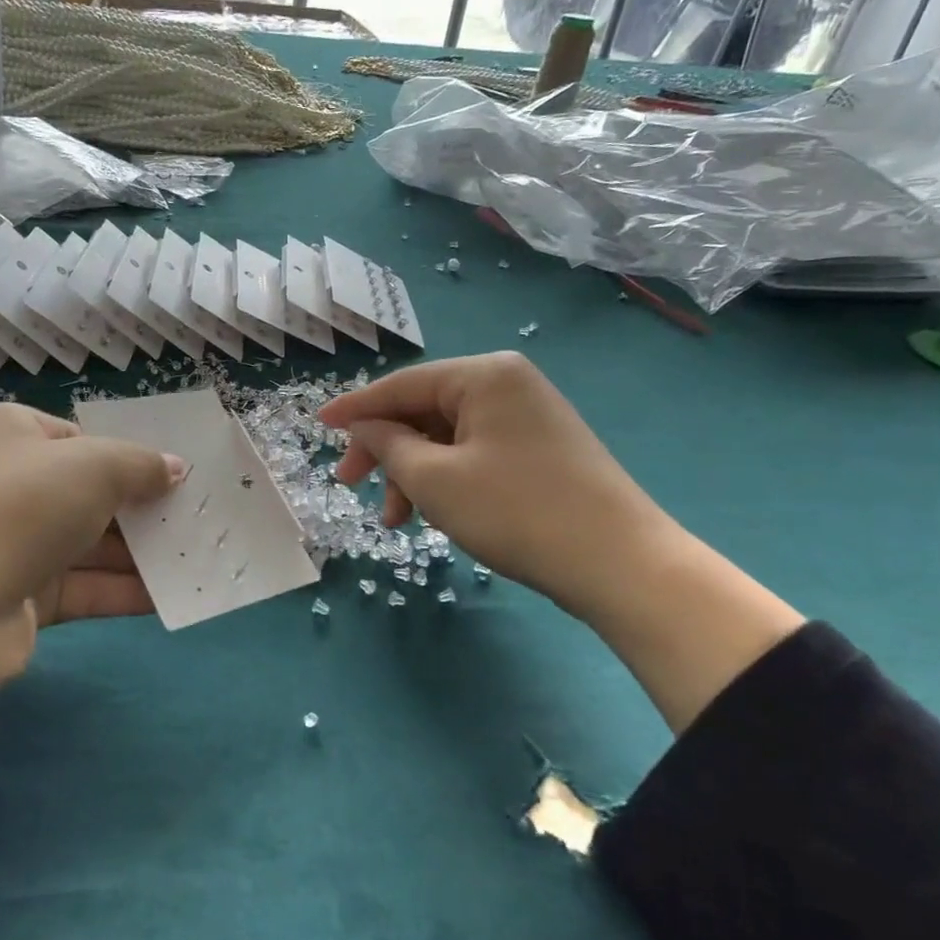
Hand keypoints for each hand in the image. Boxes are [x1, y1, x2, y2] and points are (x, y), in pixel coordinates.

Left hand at [0, 404, 184, 694]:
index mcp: (15, 435)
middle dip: (146, 506)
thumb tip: (176, 467)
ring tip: (200, 554)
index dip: (133, 454)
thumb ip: (140, 465)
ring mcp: (18, 544)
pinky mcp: (26, 597)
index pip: (83, 438)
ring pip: (93, 543)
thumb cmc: (19, 508)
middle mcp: (14, 484)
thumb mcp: (92, 467)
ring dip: (144, 551)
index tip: (179, 473)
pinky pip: (87, 587)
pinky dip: (126, 590)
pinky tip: (174, 593)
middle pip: (93, 492)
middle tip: (201, 515)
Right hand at [319, 354, 802, 730]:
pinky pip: (474, 453)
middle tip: (351, 486)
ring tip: (398, 519)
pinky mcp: (541, 448)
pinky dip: (446, 479)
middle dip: (385, 451)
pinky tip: (435, 514)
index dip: (355, 408)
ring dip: (414, 473)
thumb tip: (365, 428)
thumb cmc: (515, 511)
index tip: (318, 426)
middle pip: (423, 410)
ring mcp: (528, 416)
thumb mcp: (435, 479)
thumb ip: (388, 445)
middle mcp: (507, 384)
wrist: (620, 564)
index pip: (402, 385)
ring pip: (447, 437)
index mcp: (484, 375)